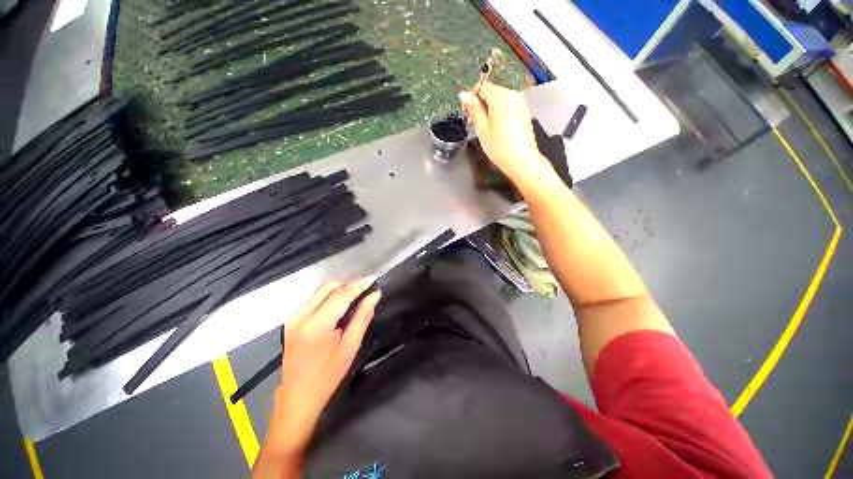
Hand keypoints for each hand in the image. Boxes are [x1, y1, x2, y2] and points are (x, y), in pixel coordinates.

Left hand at [268, 279, 380, 454]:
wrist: (297, 398)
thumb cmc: (327, 376)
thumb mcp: (350, 346)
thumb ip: (363, 317)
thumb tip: (374, 296)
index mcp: (316, 325)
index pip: (341, 295)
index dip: (359, 285)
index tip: (374, 279)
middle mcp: (300, 316)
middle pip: (329, 287)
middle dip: (349, 285)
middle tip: (366, 291)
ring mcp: (293, 317)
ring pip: (321, 291)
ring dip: (340, 290)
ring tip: (356, 298)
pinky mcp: (292, 320)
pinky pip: (315, 299)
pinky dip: (330, 297)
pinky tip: (341, 307)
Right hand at [459, 82, 554, 189]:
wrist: (523, 162)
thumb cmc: (500, 148)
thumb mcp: (482, 129)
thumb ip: (474, 109)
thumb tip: (463, 94)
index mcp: (501, 96)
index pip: (482, 86)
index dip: (472, 99)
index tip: (468, 115)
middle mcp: (513, 94)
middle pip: (491, 92)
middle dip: (481, 105)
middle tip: (475, 124)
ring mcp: (521, 102)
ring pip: (499, 99)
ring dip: (489, 110)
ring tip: (486, 129)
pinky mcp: (524, 111)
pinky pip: (507, 106)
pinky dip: (499, 113)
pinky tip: (497, 129)